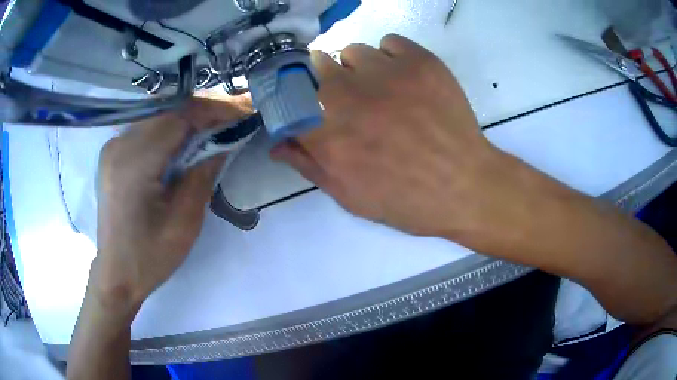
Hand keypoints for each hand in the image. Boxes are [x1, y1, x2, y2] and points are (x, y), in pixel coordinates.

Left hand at [93, 95, 252, 313]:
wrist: (117, 274)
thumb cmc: (150, 256)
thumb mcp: (185, 222)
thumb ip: (204, 174)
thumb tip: (226, 140)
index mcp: (134, 162)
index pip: (179, 118)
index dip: (214, 111)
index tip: (244, 114)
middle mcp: (120, 144)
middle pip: (169, 111)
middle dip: (205, 111)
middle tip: (236, 117)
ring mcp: (113, 146)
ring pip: (159, 116)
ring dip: (190, 118)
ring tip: (218, 125)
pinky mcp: (114, 153)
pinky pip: (148, 128)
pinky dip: (172, 128)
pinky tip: (189, 138)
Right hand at [272, 34, 516, 238]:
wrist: (464, 187)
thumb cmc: (406, 200)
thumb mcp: (350, 196)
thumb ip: (308, 166)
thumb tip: (275, 145)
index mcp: (328, 135)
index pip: (288, 96)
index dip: (293, 95)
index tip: (303, 101)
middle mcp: (350, 97)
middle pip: (316, 65)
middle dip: (325, 80)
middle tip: (349, 98)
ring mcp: (387, 74)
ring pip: (353, 51)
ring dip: (359, 68)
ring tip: (380, 88)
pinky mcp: (421, 62)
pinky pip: (390, 42)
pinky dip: (391, 56)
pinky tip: (403, 77)